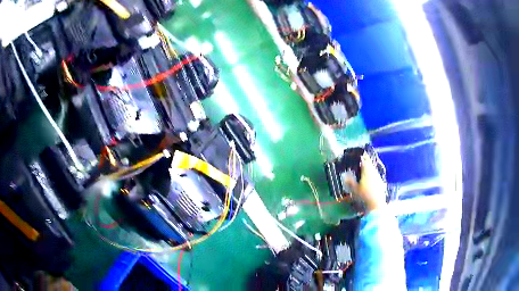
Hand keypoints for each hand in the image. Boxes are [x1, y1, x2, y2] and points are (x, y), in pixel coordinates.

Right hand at [344, 153, 386, 211]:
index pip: (364, 160)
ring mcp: (379, 178)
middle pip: (370, 164)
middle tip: (361, 161)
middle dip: (366, 162)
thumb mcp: (354, 189)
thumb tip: (345, 175)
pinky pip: (376, 177)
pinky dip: (372, 177)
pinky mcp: (381, 184)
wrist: (376, 206)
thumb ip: (349, 181)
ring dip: (369, 170)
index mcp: (367, 170)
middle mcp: (374, 172)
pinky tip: (370, 181)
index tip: (358, 154)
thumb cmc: (363, 196)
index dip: (361, 157)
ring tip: (364, 171)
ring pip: (373, 170)